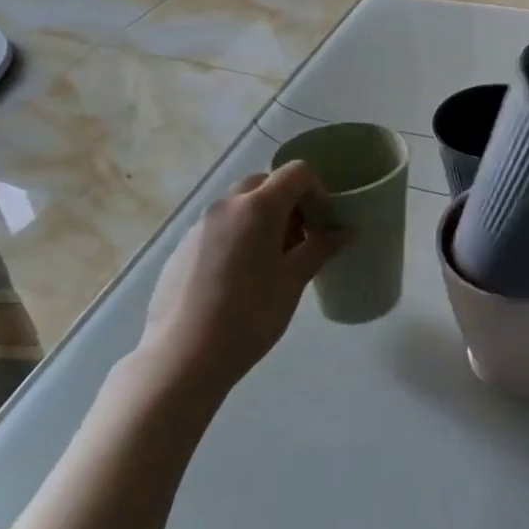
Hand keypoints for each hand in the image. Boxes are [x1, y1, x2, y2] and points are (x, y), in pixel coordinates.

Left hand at [139, 163, 343, 397]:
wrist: (182, 356)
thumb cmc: (249, 317)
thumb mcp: (293, 283)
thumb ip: (319, 249)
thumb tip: (345, 232)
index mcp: (258, 208)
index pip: (295, 172)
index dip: (316, 188)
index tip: (322, 219)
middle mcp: (227, 206)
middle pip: (265, 183)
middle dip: (288, 202)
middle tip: (299, 239)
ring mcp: (200, 224)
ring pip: (240, 203)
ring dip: (262, 217)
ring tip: (270, 261)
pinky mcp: (183, 245)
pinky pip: (220, 225)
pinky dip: (238, 233)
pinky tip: (239, 276)